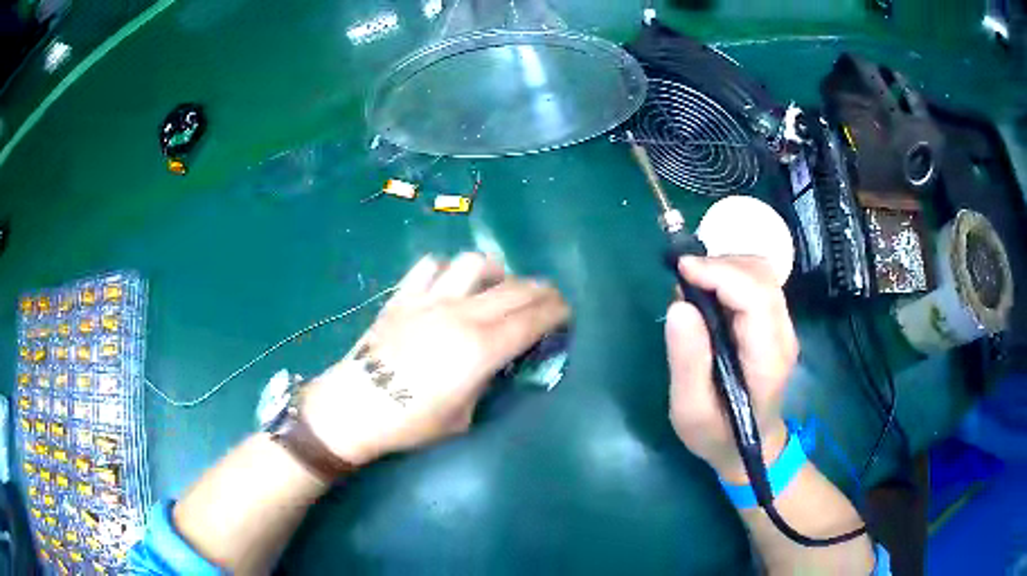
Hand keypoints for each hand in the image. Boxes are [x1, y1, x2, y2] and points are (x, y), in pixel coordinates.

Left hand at [301, 253, 569, 466]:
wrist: (353, 407)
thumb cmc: (410, 422)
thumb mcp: (464, 416)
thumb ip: (488, 382)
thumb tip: (502, 361)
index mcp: (480, 349)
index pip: (532, 318)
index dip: (557, 311)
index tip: (567, 313)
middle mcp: (459, 314)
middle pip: (514, 288)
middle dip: (540, 290)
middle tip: (548, 301)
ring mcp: (428, 299)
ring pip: (474, 263)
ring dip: (496, 273)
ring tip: (496, 289)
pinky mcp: (402, 296)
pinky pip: (430, 265)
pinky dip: (447, 270)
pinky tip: (449, 285)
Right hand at [666, 256, 797, 481]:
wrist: (749, 450)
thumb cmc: (717, 435)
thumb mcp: (690, 411)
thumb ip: (687, 362)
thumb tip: (679, 305)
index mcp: (767, 359)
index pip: (755, 296)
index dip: (720, 274)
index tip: (681, 271)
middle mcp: (783, 335)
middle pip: (763, 276)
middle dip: (720, 265)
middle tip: (683, 280)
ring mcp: (784, 328)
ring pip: (763, 274)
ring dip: (726, 267)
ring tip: (694, 285)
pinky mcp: (776, 324)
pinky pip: (759, 284)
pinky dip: (731, 276)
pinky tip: (710, 294)